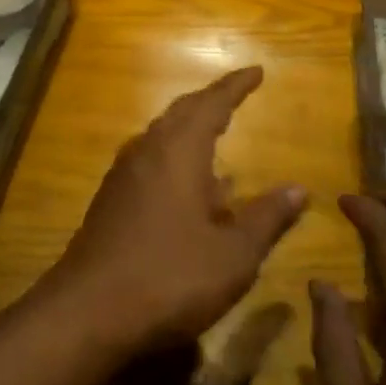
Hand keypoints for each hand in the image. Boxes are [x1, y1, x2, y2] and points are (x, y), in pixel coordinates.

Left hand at [44, 67, 306, 354]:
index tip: (256, 71)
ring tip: (214, 136)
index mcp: (179, 150)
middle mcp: (148, 151)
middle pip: (182, 112)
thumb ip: (267, 218)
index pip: (212, 103)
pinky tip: (186, 187)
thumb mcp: (233, 255)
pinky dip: (173, 156)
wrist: (86, 313)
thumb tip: (299, 189)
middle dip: (210, 101)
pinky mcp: (109, 200)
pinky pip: (149, 160)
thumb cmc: (170, 277)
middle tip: (235, 95)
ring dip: (189, 128)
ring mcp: (123, 174)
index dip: (236, 86)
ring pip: (161, 135)